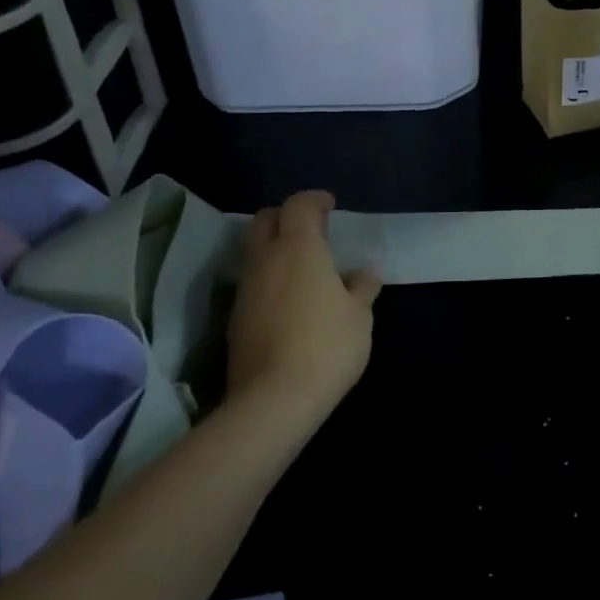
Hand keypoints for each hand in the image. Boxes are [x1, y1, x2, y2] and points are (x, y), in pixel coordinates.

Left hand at [227, 190, 381, 424]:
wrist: (274, 399)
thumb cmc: (327, 346)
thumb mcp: (359, 316)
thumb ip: (362, 288)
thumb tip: (365, 271)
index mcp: (299, 248)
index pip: (298, 205)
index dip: (314, 200)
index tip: (330, 206)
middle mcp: (265, 259)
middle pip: (265, 219)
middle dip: (285, 216)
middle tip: (310, 230)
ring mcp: (245, 288)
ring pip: (253, 251)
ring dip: (273, 248)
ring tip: (300, 265)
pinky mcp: (234, 317)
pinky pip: (250, 281)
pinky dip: (267, 277)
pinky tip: (286, 298)